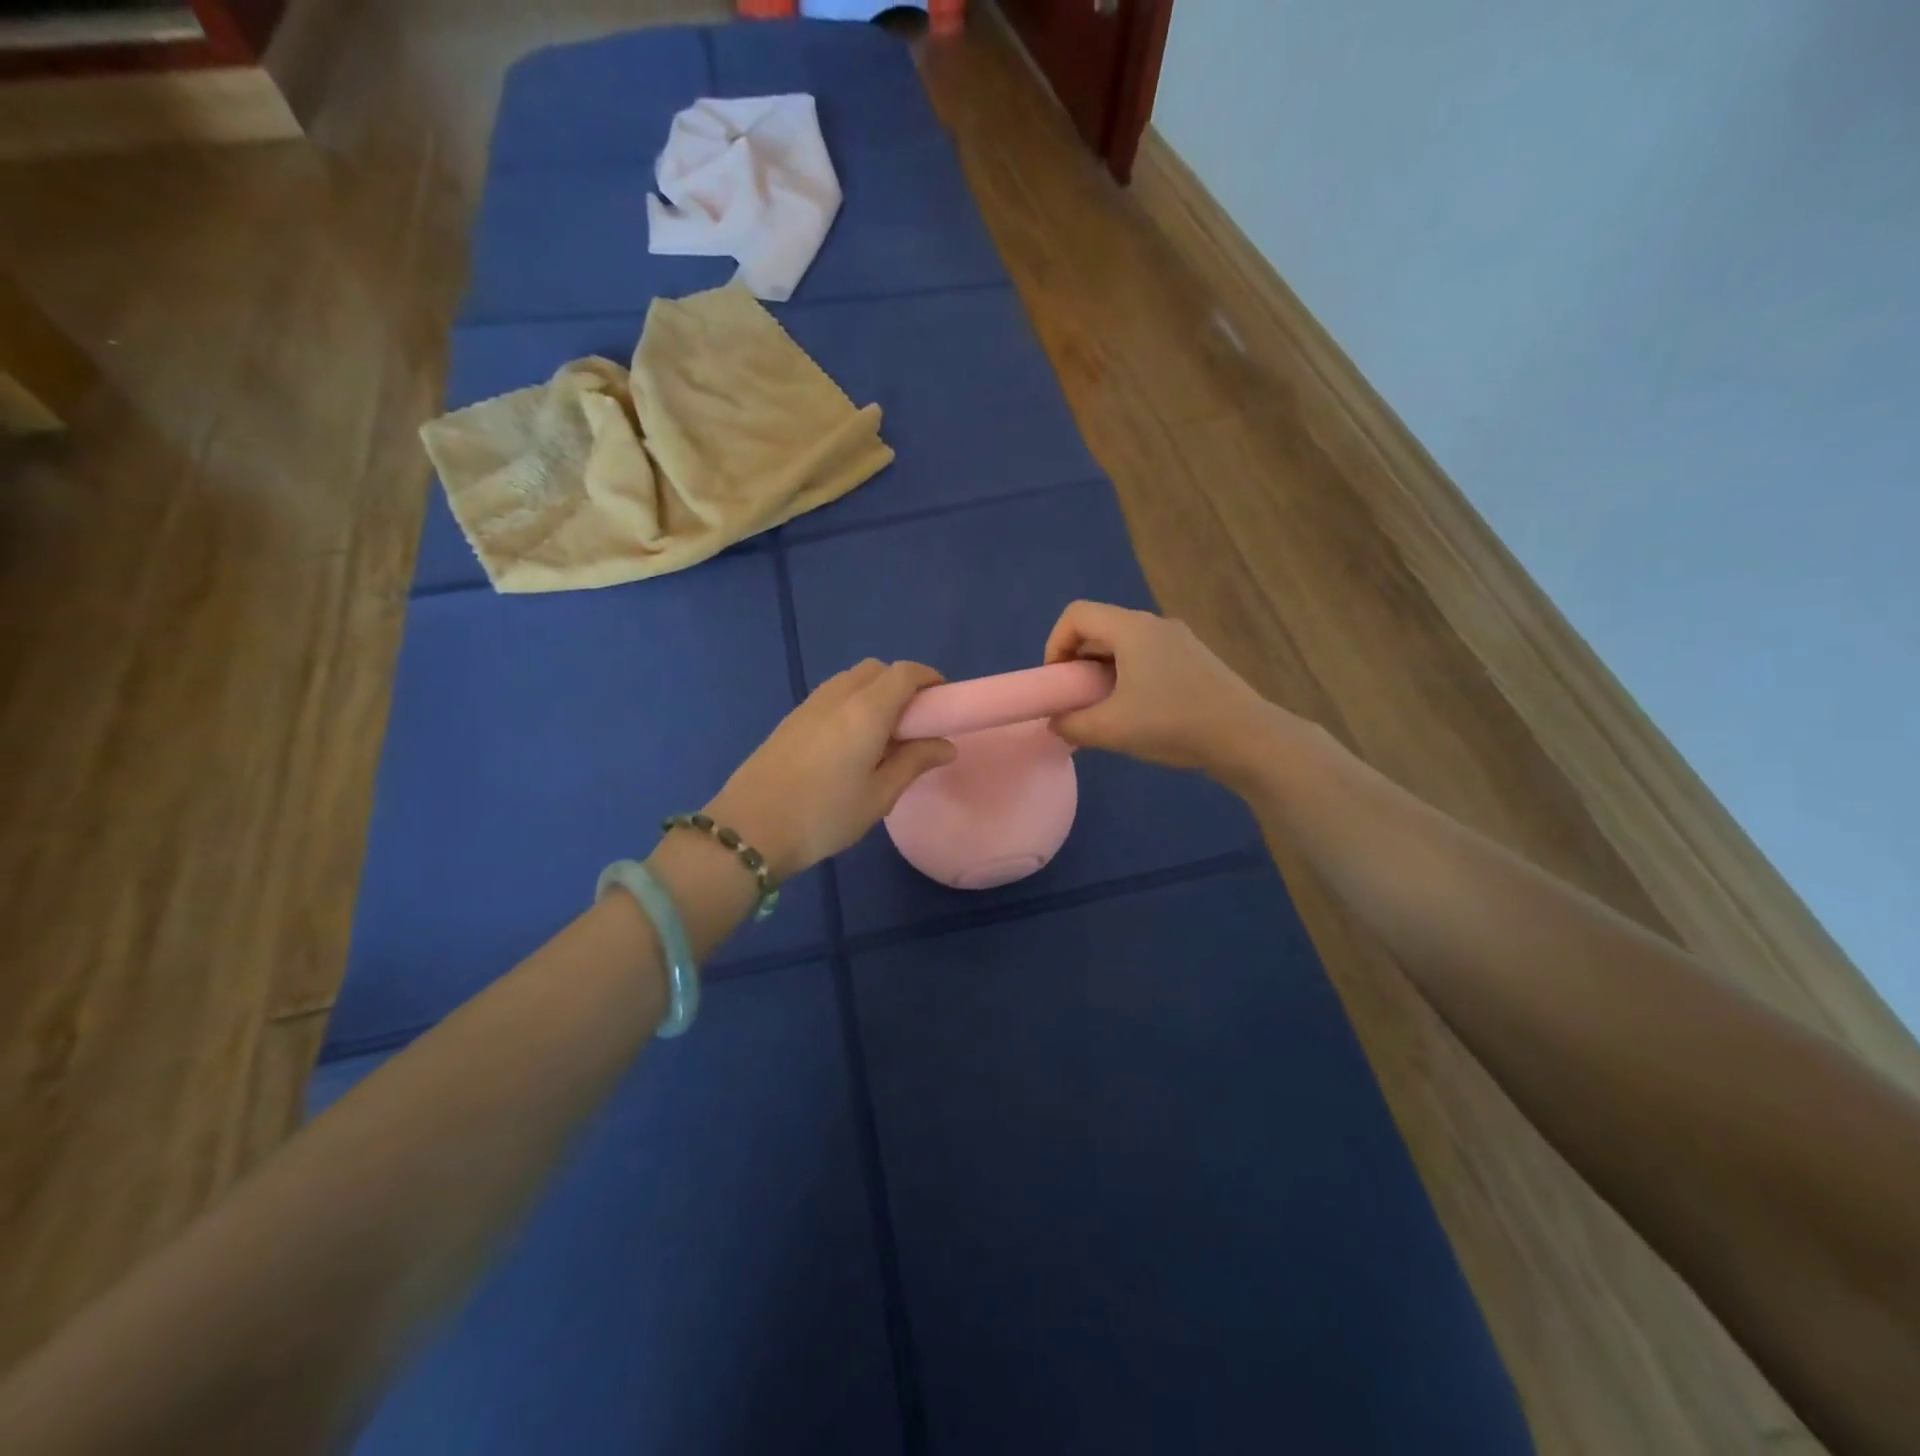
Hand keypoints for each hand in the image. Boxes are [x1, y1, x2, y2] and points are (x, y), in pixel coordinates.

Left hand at [705, 661, 955, 880]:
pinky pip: (831, 695)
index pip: (905, 673)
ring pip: (850, 680)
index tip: (943, 701)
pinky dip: (851, 703)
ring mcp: (809, 705)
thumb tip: (945, 745)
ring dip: (874, 693)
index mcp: (866, 710)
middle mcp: (838, 696)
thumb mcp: (879, 795)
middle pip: (876, 670)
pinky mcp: (790, 719)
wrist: (750, 829)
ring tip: (883, 735)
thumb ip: (914, 762)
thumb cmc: (824, 815)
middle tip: (914, 722)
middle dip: (901, 684)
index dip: (929, 678)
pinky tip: (851, 742)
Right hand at [1044, 601, 1280, 780]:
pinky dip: (1128, 676)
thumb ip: (1071, 724)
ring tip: (1105, 711)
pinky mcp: (1194, 660)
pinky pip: (1147, 657)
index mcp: (1132, 629)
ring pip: (1124, 645)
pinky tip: (1138, 713)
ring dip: (1102, 672)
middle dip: (1077, 662)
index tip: (1058, 683)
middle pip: (1099, 628)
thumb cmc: (1173, 724)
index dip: (1055, 644)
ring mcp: (1179, 640)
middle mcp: (1155, 624)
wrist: (1246, 737)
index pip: (1076, 615)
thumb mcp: (1111, 729)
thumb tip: (1056, 723)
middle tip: (1076, 700)